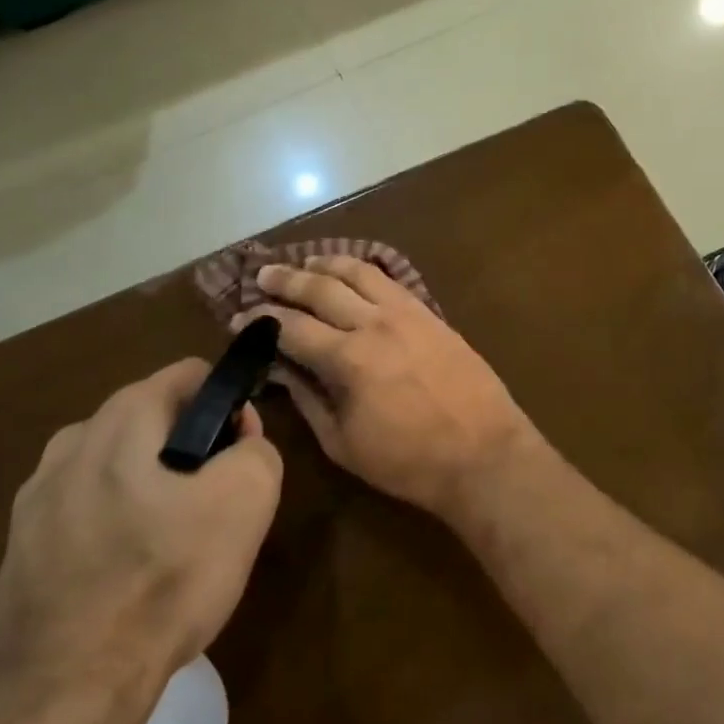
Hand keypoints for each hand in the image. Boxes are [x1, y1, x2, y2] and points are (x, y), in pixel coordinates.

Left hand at [0, 359, 281, 716]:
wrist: (58, 697)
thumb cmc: (162, 580)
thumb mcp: (247, 500)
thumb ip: (258, 449)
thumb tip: (238, 444)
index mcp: (121, 417)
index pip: (191, 375)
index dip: (229, 405)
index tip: (240, 454)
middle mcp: (72, 441)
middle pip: (155, 420)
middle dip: (193, 448)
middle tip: (215, 505)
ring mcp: (36, 498)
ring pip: (121, 467)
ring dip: (154, 487)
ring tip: (175, 544)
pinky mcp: (20, 549)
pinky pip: (89, 512)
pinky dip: (118, 526)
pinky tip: (131, 576)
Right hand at [236, 257, 542, 521]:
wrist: (483, 452)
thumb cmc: (408, 461)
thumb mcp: (344, 443)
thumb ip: (308, 399)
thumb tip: (279, 369)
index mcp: (348, 359)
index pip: (292, 328)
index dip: (261, 320)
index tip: (239, 318)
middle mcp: (374, 323)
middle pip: (321, 288)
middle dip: (286, 280)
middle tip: (262, 275)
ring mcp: (407, 313)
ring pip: (359, 272)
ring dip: (327, 264)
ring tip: (305, 262)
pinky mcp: (430, 313)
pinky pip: (391, 279)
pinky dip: (365, 269)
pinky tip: (354, 270)